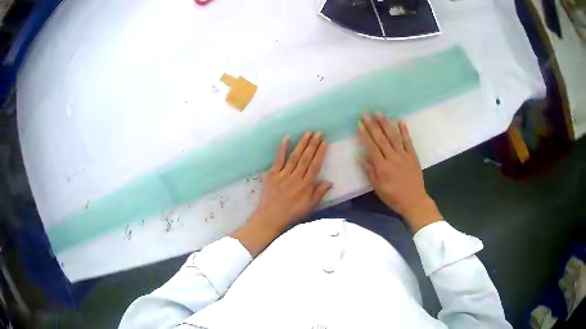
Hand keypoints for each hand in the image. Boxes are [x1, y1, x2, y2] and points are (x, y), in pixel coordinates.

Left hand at [231, 132, 332, 255]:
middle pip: (306, 158)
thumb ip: (319, 193)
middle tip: (318, 132)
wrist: (270, 218)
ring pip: (294, 156)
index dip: (320, 153)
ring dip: (302, 144)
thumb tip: (330, 182)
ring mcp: (283, 175)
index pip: (315, 165)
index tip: (325, 142)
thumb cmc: (292, 213)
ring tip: (308, 133)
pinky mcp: (272, 174)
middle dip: (313, 144)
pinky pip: (278, 159)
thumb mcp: (310, 207)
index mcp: (306, 186)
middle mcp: (296, 178)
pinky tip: (287, 138)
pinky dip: (282, 148)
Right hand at [358, 113, 442, 231]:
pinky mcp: (413, 156)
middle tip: (366, 114)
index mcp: (382, 166)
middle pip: (381, 139)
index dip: (364, 134)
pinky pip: (408, 141)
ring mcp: (404, 155)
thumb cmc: (393, 196)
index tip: (359, 123)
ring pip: (393, 137)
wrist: (414, 201)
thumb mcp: (378, 188)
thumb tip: (359, 157)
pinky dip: (404, 131)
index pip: (371, 147)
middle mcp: (392, 157)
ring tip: (379, 113)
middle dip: (372, 125)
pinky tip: (400, 121)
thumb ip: (369, 172)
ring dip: (386, 124)